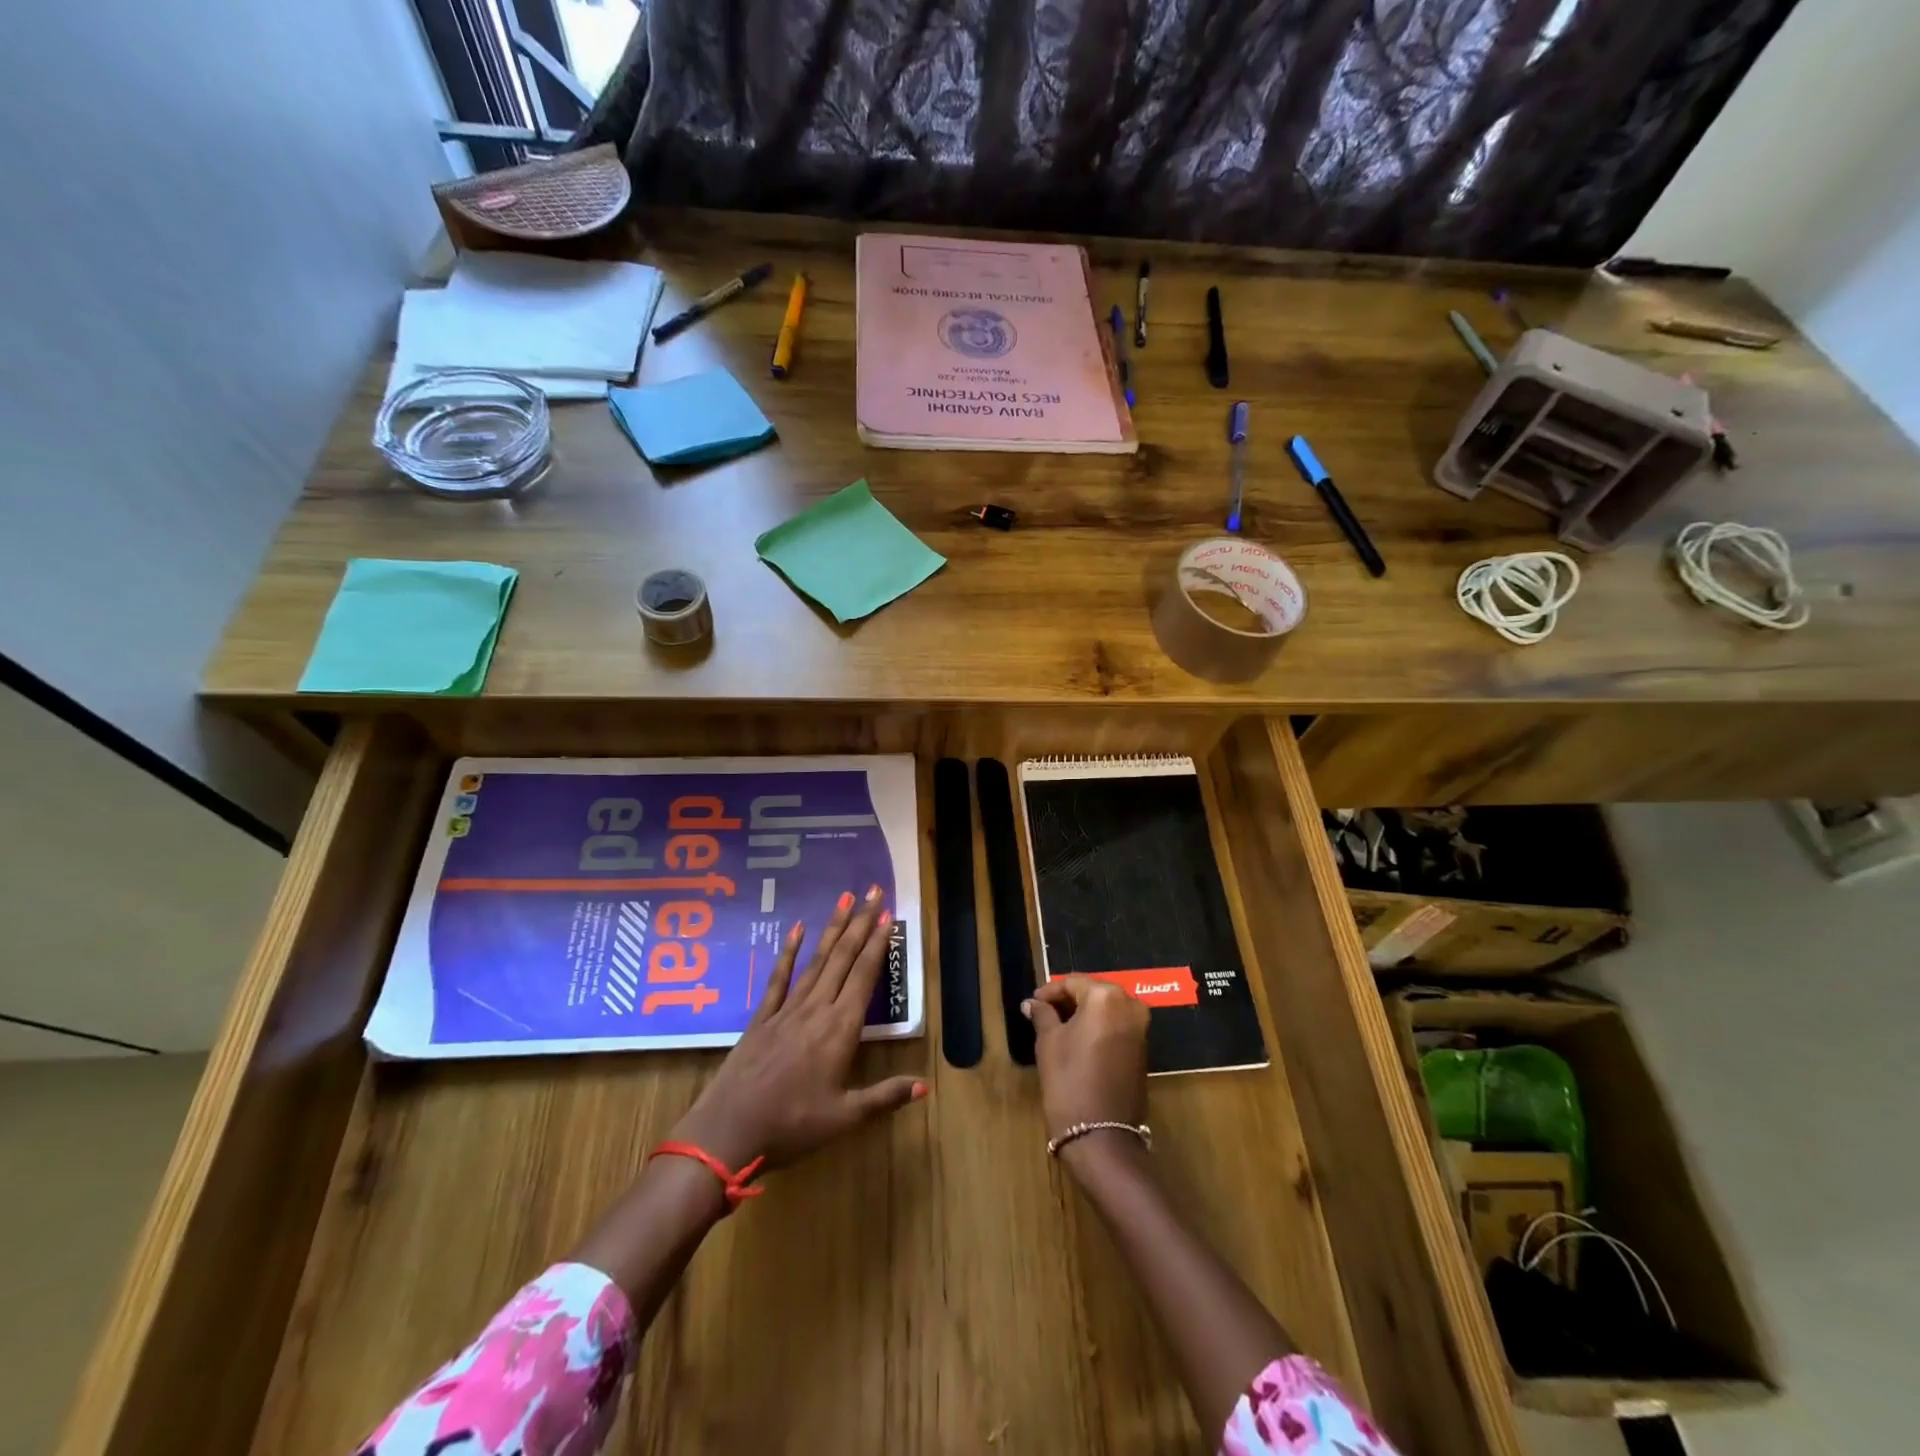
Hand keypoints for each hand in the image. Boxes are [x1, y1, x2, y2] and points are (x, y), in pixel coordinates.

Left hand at [669, 885, 925, 1172]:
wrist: (727, 1132)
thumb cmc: (792, 1126)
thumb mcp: (845, 1118)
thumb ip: (885, 1096)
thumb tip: (927, 1086)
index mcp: (840, 1029)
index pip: (864, 976)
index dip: (878, 944)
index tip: (888, 914)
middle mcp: (816, 1009)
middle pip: (842, 958)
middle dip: (860, 923)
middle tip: (873, 890)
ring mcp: (786, 1010)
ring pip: (816, 961)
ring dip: (833, 928)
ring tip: (845, 899)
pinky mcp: (762, 1018)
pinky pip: (779, 979)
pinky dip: (789, 953)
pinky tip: (796, 929)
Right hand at [1024, 975, 1149, 1142]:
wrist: (1102, 1136)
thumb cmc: (1069, 1080)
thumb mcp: (1049, 1043)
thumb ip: (1042, 1015)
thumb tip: (1033, 1003)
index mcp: (1106, 997)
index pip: (1073, 983)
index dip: (1050, 991)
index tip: (1032, 1003)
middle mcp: (1130, 1006)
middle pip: (1093, 993)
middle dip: (1068, 1001)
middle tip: (1043, 1013)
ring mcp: (1140, 1029)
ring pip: (1107, 1010)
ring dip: (1083, 1014)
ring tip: (1056, 1027)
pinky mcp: (1143, 1051)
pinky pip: (1116, 1027)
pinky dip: (1097, 1028)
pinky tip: (1077, 1041)